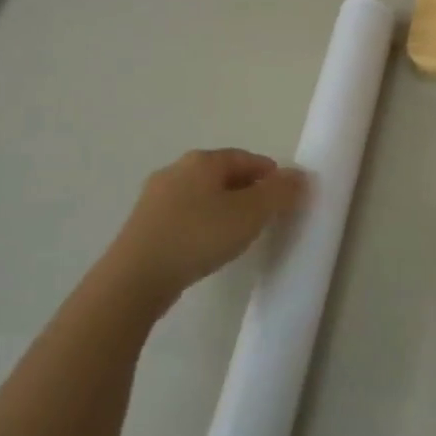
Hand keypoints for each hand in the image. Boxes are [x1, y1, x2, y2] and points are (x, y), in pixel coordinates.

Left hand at [102, 148, 306, 305]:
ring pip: (202, 195)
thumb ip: (279, 192)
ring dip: (224, 208)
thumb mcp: (250, 214)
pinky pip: (184, 215)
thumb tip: (299, 175)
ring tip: (239, 233)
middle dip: (248, 191)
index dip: (270, 175)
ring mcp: (155, 197)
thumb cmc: (199, 236)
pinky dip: (202, 223)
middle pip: (222, 174)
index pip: (246, 158)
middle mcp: (176, 170)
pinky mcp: (144, 224)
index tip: (285, 197)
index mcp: (202, 161)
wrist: (136, 277)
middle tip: (266, 216)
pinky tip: (207, 245)